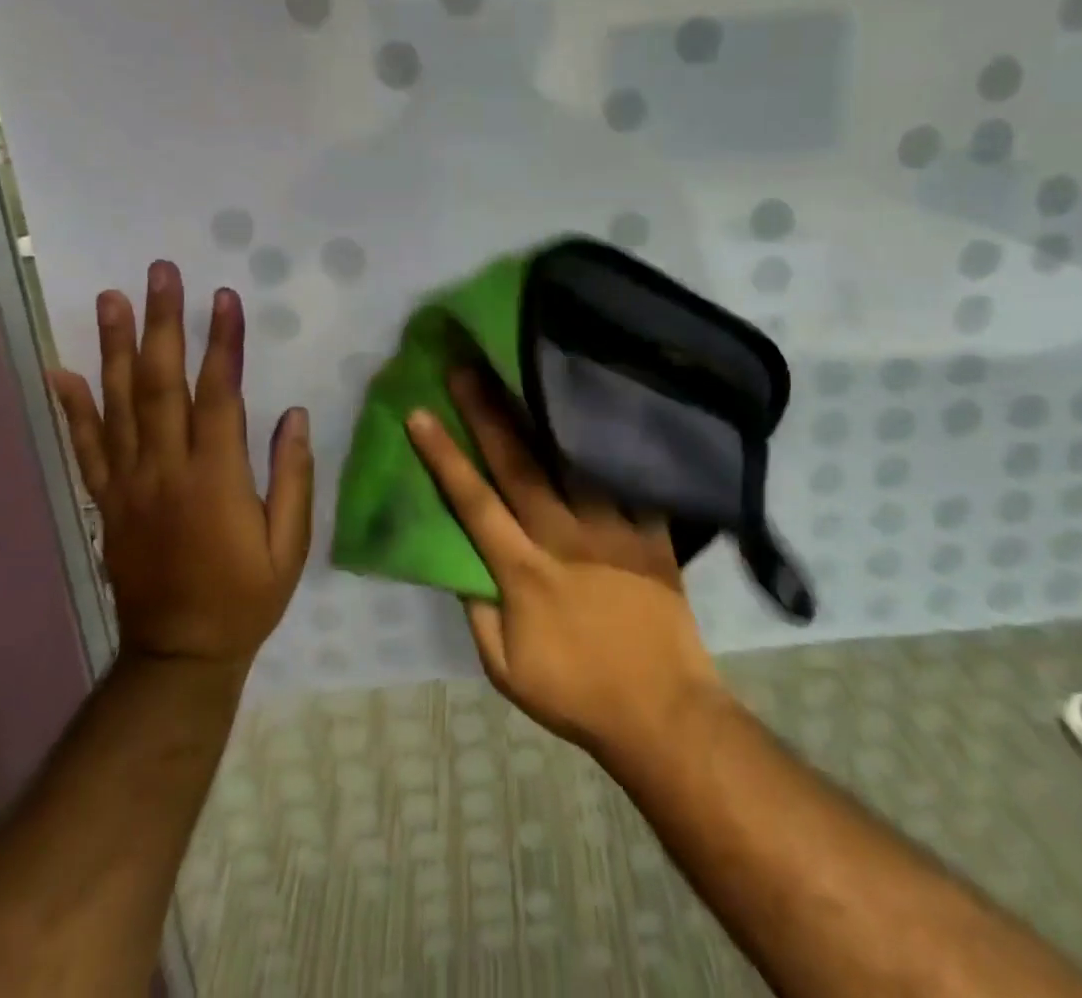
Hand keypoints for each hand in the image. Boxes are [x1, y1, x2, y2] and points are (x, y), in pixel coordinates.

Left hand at [51, 260, 312, 673]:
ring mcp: (128, 485)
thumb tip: (296, 415)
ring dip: (115, 348)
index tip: (224, 298)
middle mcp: (166, 470)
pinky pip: (85, 449)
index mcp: (216, 479)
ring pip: (118, 405)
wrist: (179, 655)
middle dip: (163, 324)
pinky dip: (72, 408)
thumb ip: (294, 477)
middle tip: (160, 274)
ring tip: (111, 299)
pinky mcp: (106, 502)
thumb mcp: (290, 544)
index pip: (218, 395)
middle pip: (160, 385)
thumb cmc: (246, 596)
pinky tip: (60, 370)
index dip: (222, 343)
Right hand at [405, 369, 727, 765]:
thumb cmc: (576, 693)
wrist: (662, 713)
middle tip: (467, 368)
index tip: (420, 413)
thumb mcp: (505, 669)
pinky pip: (632, 479)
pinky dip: (616, 445)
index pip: (473, 503)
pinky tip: (603, 408)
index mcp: (523, 570)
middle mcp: (563, 536)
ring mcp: (612, 529)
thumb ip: (478, 611)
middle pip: (519, 464)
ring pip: (573, 460)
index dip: (443, 457)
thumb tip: (459, 560)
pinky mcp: (651, 532)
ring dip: (545, 416)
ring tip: (528, 373)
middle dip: (487, 413)